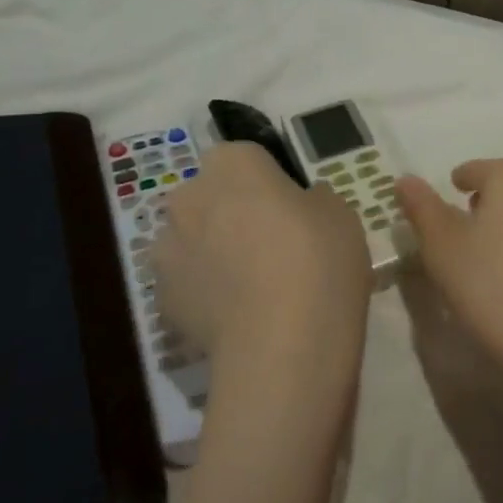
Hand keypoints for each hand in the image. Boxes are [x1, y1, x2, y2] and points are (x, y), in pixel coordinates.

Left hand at [149, 142, 371, 416]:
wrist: (283, 346)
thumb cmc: (318, 261)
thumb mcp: (341, 214)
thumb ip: (313, 199)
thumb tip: (300, 204)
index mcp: (233, 165)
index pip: (247, 156)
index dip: (270, 180)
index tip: (293, 208)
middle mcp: (189, 197)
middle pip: (212, 195)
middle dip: (234, 211)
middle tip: (274, 244)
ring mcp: (167, 250)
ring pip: (193, 238)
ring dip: (214, 250)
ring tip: (254, 286)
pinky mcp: (161, 299)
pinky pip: (187, 281)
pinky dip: (206, 290)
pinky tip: (238, 314)